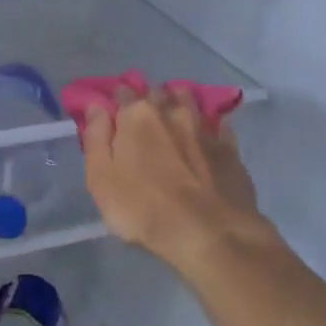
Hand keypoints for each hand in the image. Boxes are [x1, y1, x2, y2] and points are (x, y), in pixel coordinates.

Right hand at [81, 85, 266, 270]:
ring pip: (189, 100)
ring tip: (174, 114)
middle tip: (142, 115)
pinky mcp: (230, 149)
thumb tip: (96, 107)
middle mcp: (171, 111)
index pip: (122, 92)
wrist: (210, 235)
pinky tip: (209, 132)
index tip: (111, 111)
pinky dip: (210, 124)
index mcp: (136, 115)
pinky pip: (218, 125)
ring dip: (179, 101)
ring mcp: (204, 128)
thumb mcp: (101, 178)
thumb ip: (95, 137)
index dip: (115, 100)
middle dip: (148, 97)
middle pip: (156, 91)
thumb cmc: (143, 208)